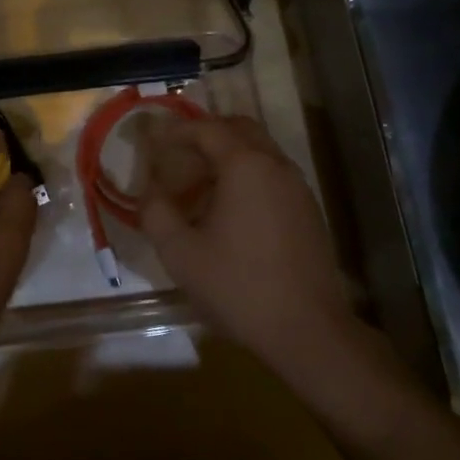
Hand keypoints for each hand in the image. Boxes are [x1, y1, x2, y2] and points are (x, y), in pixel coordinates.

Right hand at [137, 115, 358, 377]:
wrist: (308, 331)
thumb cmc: (238, 286)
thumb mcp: (180, 253)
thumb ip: (156, 212)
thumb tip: (149, 191)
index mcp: (245, 165)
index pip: (206, 129)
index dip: (177, 132)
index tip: (155, 144)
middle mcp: (276, 165)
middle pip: (239, 128)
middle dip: (206, 134)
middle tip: (179, 155)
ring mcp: (298, 188)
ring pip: (260, 151)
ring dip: (229, 156)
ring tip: (200, 185)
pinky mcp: (309, 211)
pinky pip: (273, 175)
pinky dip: (249, 176)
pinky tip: (230, 211)